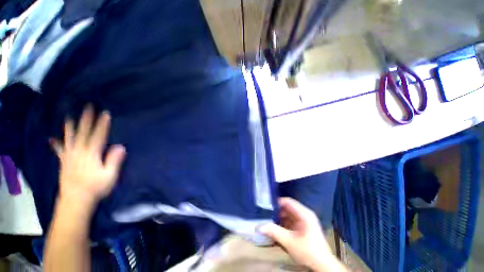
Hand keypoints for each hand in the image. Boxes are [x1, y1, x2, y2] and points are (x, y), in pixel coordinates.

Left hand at [50, 106, 125, 206]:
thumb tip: (120, 146)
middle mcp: (79, 152)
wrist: (76, 200)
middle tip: (88, 107)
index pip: (98, 135)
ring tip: (69, 117)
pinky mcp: (64, 162)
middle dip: (86, 119)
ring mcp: (70, 156)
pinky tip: (52, 139)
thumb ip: (114, 160)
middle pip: (83, 133)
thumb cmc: (96, 187)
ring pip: (69, 138)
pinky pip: (59, 150)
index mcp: (91, 154)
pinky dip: (56, 144)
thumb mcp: (109, 175)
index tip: (105, 113)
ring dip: (70, 127)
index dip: (102, 124)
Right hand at [259, 198, 339, 270]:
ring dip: (278, 218)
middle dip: (276, 211)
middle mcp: (304, 214)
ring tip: (267, 220)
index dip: (276, 202)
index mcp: (304, 213)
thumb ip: (274, 232)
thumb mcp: (289, 242)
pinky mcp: (302, 228)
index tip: (265, 205)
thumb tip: (258, 226)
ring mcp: (303, 221)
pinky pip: (290, 222)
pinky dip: (282, 224)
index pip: (288, 201)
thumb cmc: (308, 251)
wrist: (322, 266)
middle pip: (287, 208)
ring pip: (287, 215)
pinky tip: (275, 228)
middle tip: (264, 214)